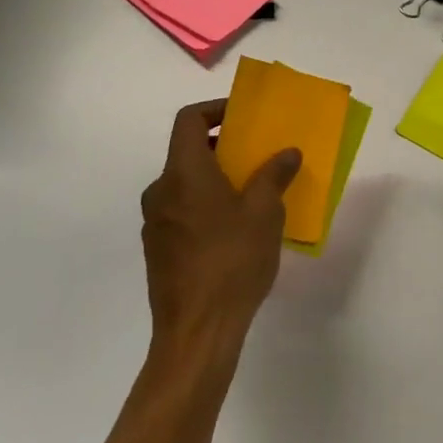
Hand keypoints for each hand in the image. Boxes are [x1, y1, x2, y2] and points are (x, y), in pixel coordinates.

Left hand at [139, 100, 299, 360]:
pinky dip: (208, 205)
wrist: (197, 333)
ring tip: (255, 191)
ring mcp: (156, 223)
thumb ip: (274, 175)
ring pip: (187, 184)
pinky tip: (238, 228)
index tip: (245, 117)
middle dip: (225, 147)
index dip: (216, 109)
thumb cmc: (232, 261)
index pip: (189, 121)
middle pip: (188, 152)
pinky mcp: (159, 251)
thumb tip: (287, 152)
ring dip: (218, 178)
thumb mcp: (265, 212)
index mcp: (183, 174)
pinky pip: (184, 211)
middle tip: (259, 154)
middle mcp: (161, 192)